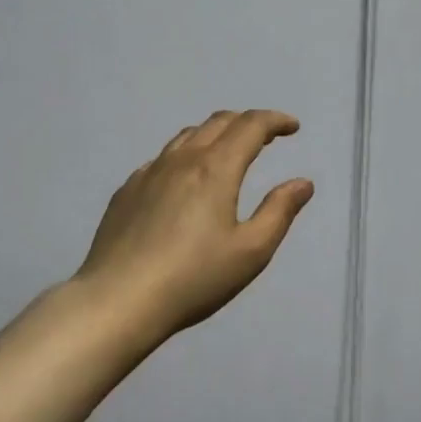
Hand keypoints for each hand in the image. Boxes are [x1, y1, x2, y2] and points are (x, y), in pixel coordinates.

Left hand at [73, 109, 314, 341]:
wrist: (118, 300)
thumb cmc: (193, 279)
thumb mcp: (251, 252)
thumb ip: (279, 212)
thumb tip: (302, 183)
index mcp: (215, 169)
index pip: (250, 126)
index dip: (275, 121)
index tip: (292, 127)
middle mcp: (181, 160)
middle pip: (217, 123)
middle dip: (247, 123)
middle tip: (266, 137)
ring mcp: (148, 173)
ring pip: (186, 137)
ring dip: (215, 134)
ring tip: (228, 152)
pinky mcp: (126, 191)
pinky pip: (161, 160)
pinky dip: (185, 157)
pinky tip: (184, 182)